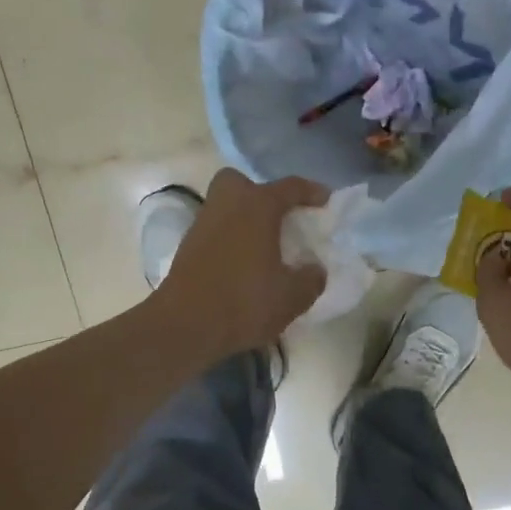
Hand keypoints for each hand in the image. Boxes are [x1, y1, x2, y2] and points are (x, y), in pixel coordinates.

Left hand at [155, 168, 329, 360]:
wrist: (185, 327)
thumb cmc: (244, 303)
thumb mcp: (291, 297)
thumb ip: (311, 279)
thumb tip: (315, 269)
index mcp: (257, 207)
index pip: (290, 188)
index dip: (311, 191)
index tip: (325, 199)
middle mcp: (227, 205)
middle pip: (242, 183)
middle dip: (260, 194)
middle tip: (278, 218)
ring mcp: (202, 224)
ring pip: (225, 206)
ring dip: (244, 219)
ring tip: (264, 246)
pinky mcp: (187, 247)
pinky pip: (215, 230)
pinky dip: (230, 239)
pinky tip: (243, 264)